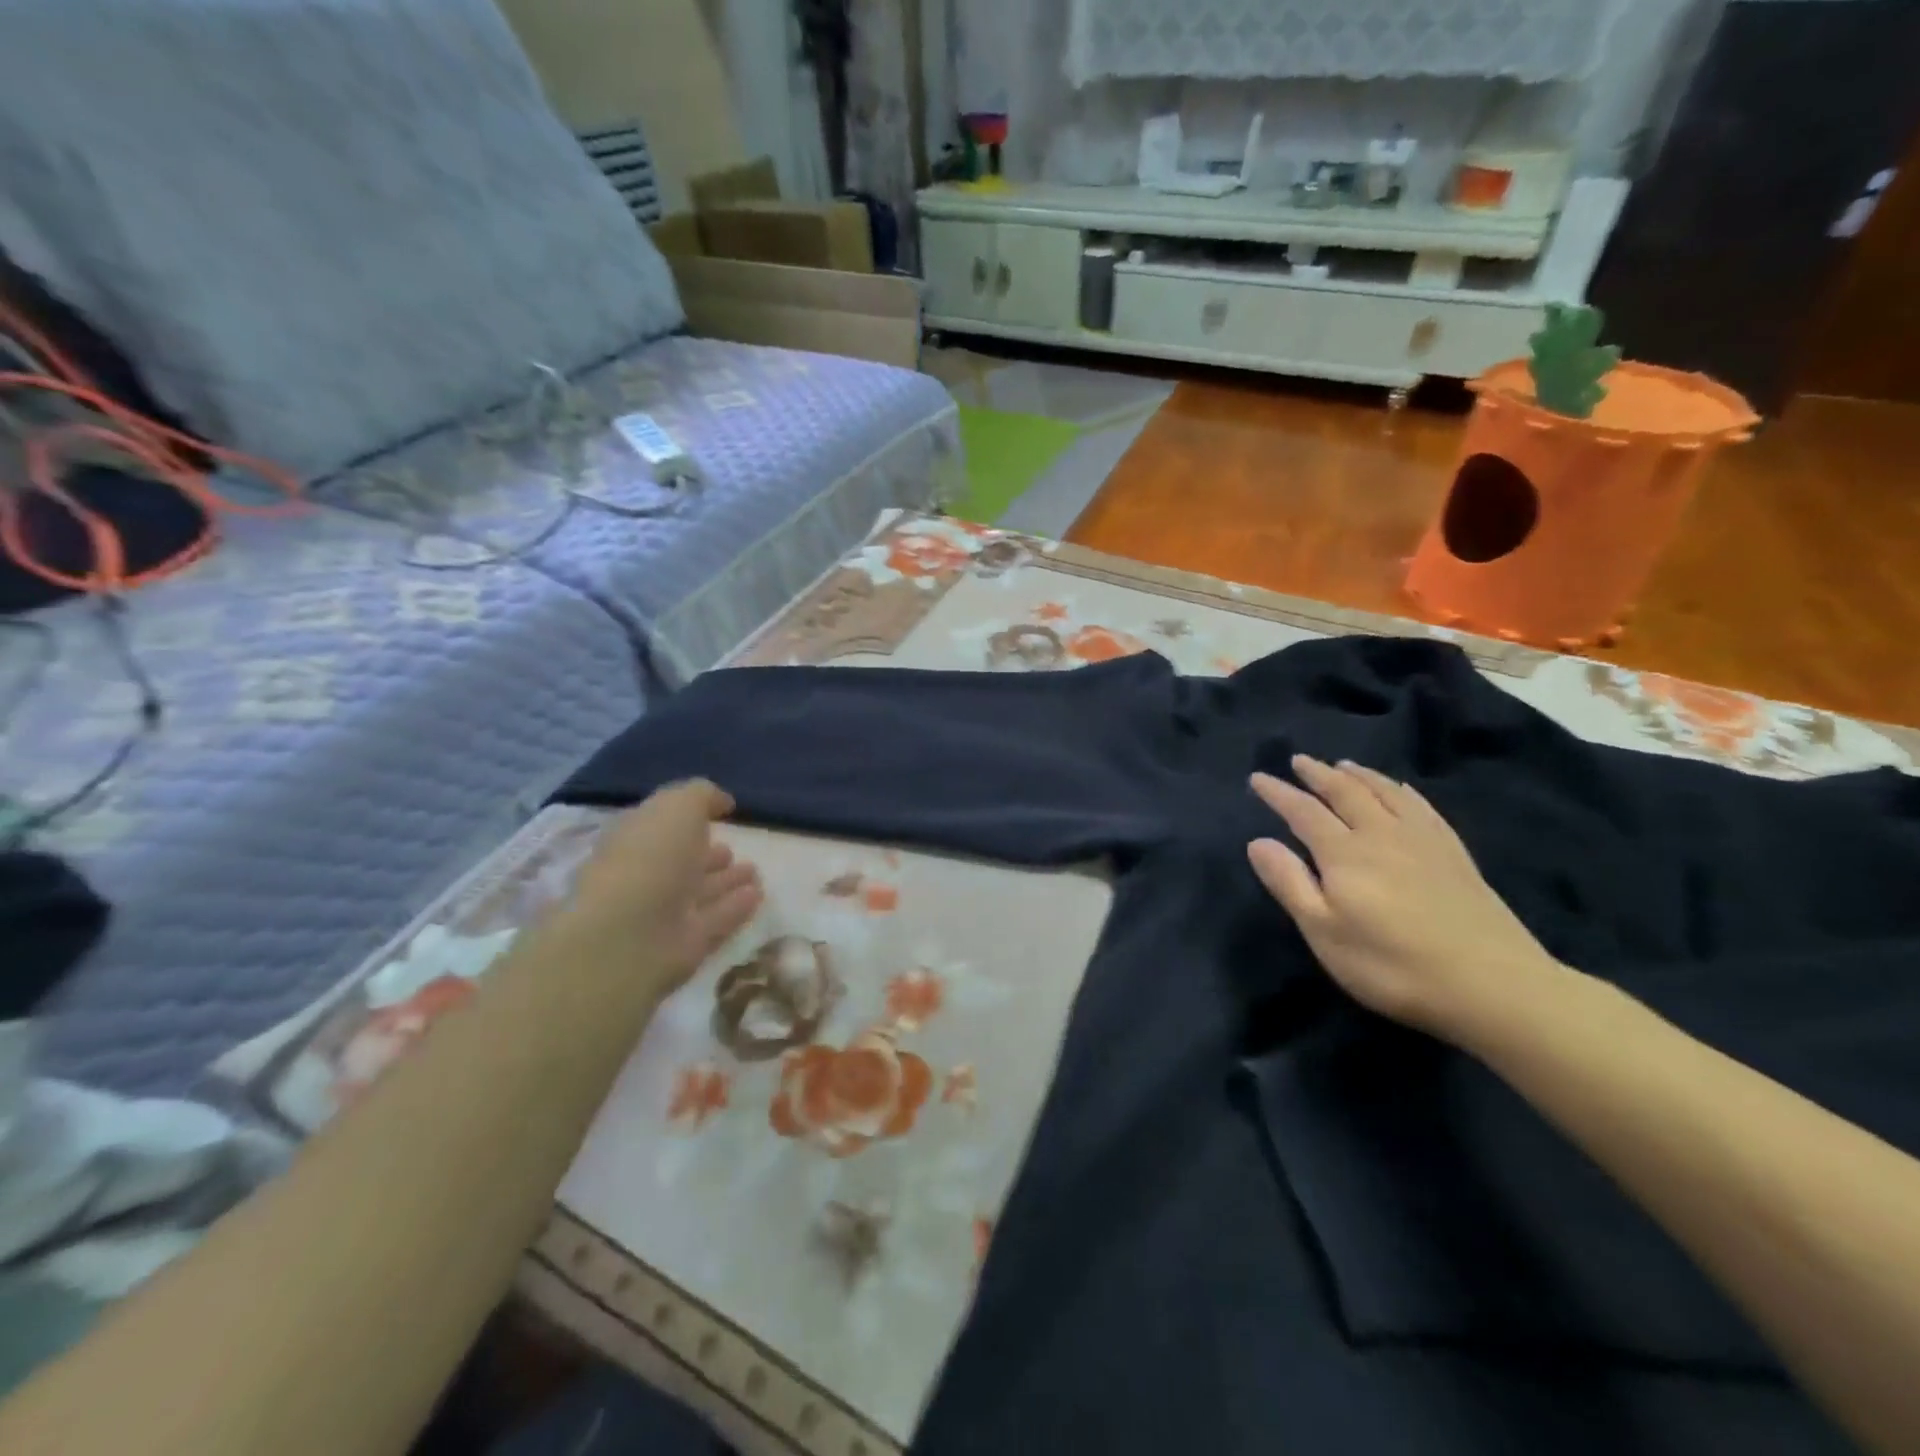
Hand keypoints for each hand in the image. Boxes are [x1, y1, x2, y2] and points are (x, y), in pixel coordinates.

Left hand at [553, 781, 762, 1002]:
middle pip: (681, 862)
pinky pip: (717, 919)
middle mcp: (646, 875)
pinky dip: (736, 907)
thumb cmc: (649, 857)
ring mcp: (665, 912)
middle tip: (733, 849)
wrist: (629, 935)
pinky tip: (757, 895)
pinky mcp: (686, 944)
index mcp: (634, 839)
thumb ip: (701, 796)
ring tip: (754, 871)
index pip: (661, 825)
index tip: (720, 812)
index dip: (686, 817)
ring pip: (701, 892)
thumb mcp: (678, 807)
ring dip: (727, 881)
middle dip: (707, 854)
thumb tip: (722, 801)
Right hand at [1248, 755, 1561, 1042]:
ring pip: (1384, 792)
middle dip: (1318, 774)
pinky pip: (1421, 807)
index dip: (1278, 793)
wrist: (1493, 986)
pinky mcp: (1454, 854)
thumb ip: (1289, 883)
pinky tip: (1400, 790)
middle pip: (1345, 792)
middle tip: (1299, 760)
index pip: (1303, 812)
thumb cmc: (1391, 965)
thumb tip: (1258, 841)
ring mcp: (1423, 841)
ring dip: (1358, 775)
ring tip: (1342, 765)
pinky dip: (1401, 790)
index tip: (1258, 777)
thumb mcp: (1324, 932)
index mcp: (1344, 853)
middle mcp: (1381, 834)